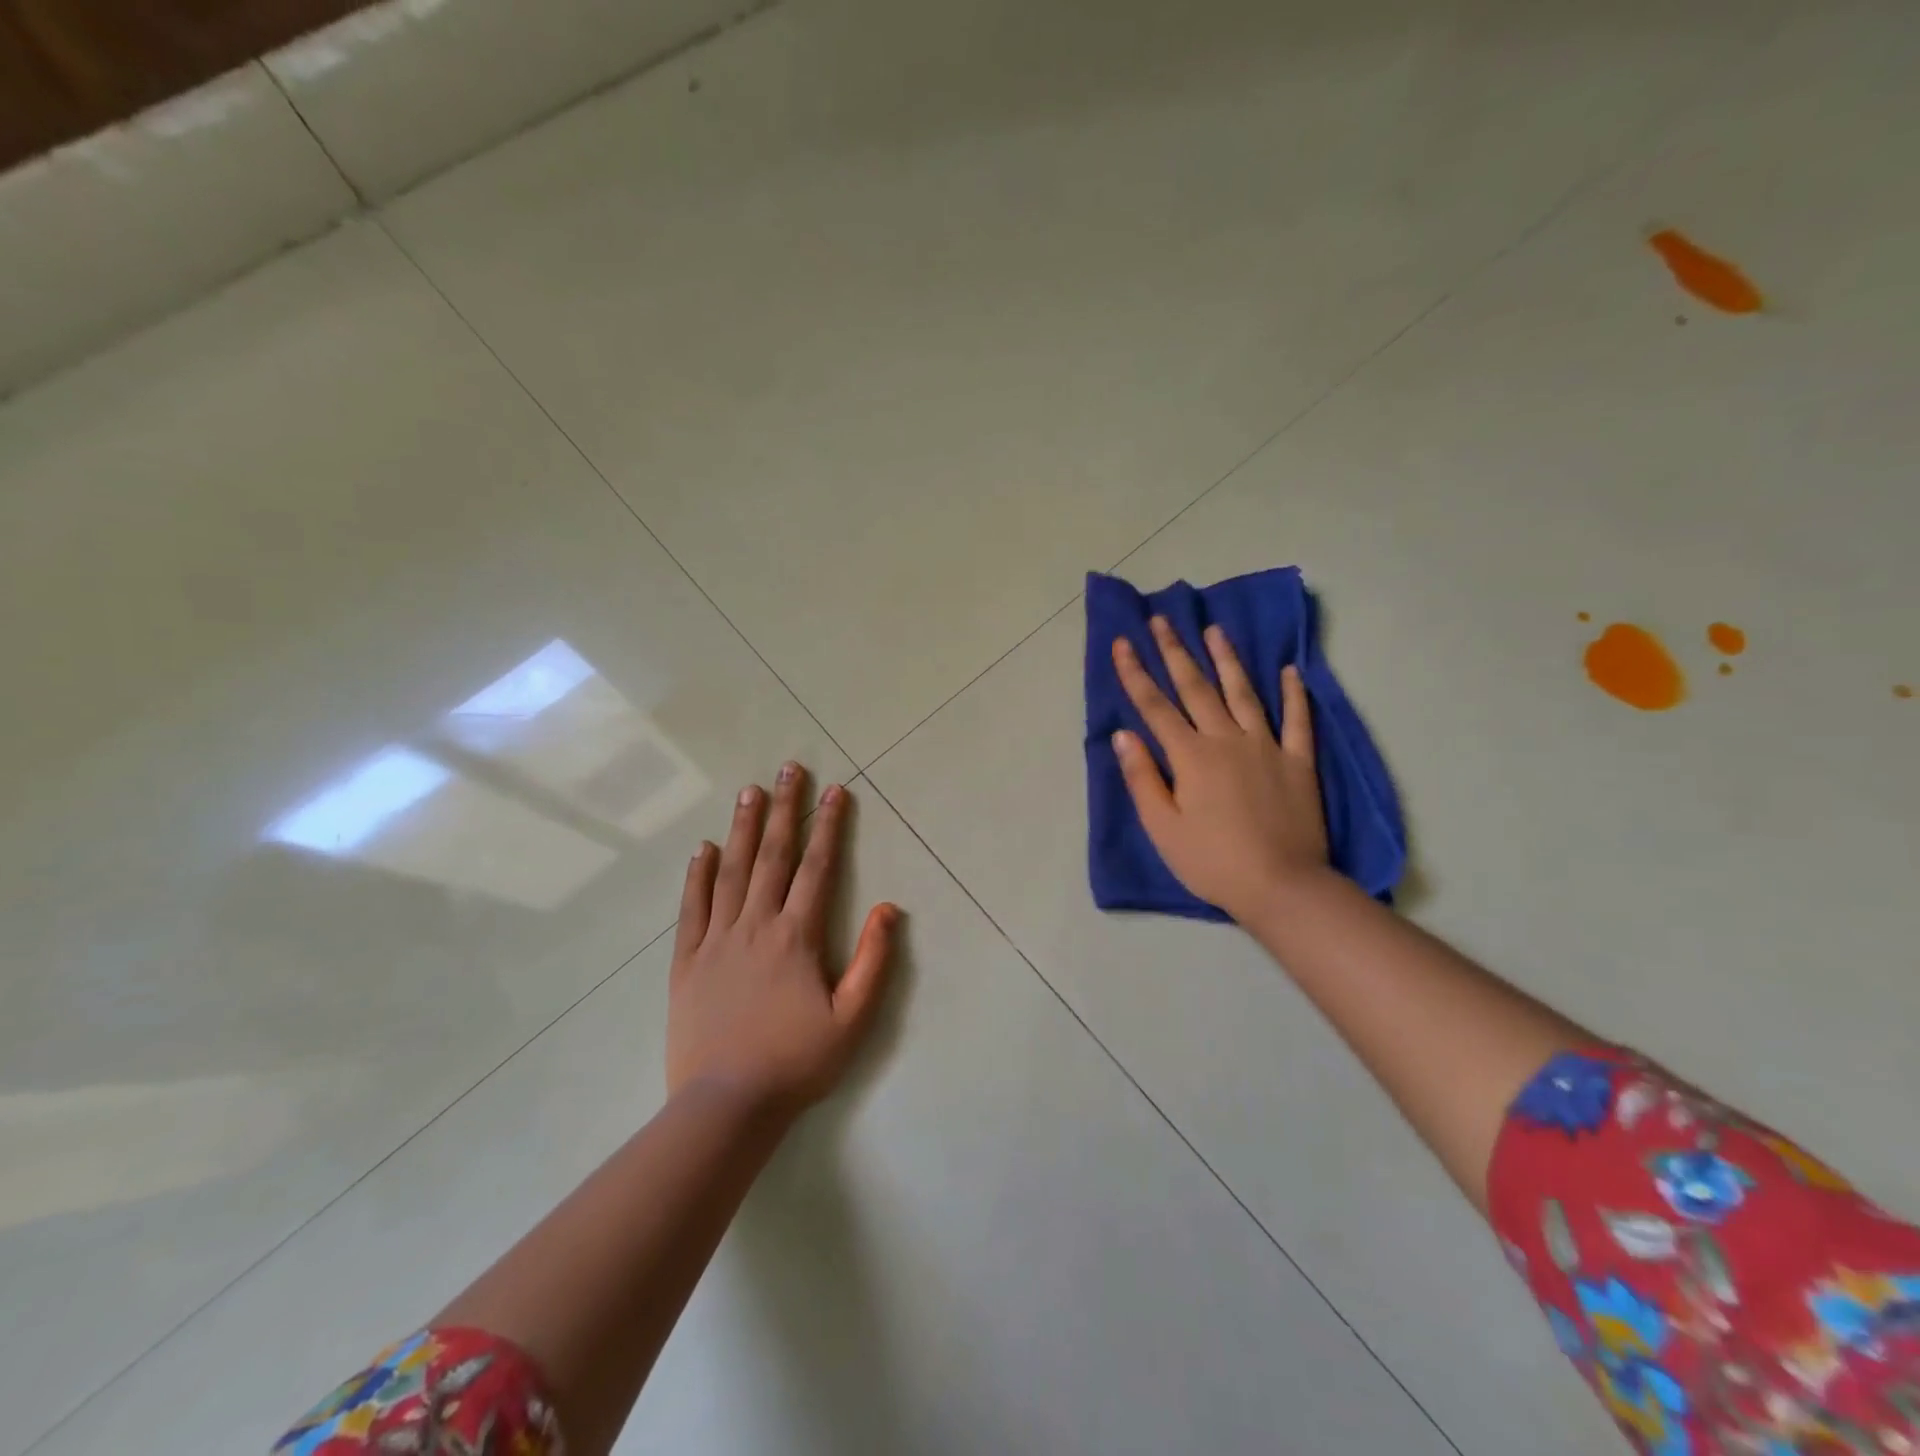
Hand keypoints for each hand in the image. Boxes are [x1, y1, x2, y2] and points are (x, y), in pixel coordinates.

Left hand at [667, 763, 898, 1116]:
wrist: (727, 1105)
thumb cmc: (796, 1062)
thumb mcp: (853, 1019)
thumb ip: (873, 960)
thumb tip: (889, 908)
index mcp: (796, 936)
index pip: (817, 868)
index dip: (828, 826)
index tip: (834, 790)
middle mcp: (755, 925)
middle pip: (772, 856)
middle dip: (784, 809)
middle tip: (789, 768)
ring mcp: (716, 940)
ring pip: (731, 871)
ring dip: (743, 828)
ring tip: (749, 791)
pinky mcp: (687, 961)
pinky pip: (692, 908)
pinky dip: (698, 875)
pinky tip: (703, 849)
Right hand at [1111, 618, 1329, 921]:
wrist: (1282, 886)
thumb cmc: (1212, 862)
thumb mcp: (1163, 827)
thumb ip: (1143, 777)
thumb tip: (1124, 735)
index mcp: (1191, 756)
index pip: (1155, 707)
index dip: (1135, 674)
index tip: (1122, 643)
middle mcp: (1227, 740)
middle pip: (1196, 688)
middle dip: (1175, 652)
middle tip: (1162, 620)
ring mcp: (1267, 747)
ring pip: (1244, 693)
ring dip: (1227, 660)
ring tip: (1215, 630)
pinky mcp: (1299, 762)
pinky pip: (1298, 720)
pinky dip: (1295, 694)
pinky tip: (1291, 671)